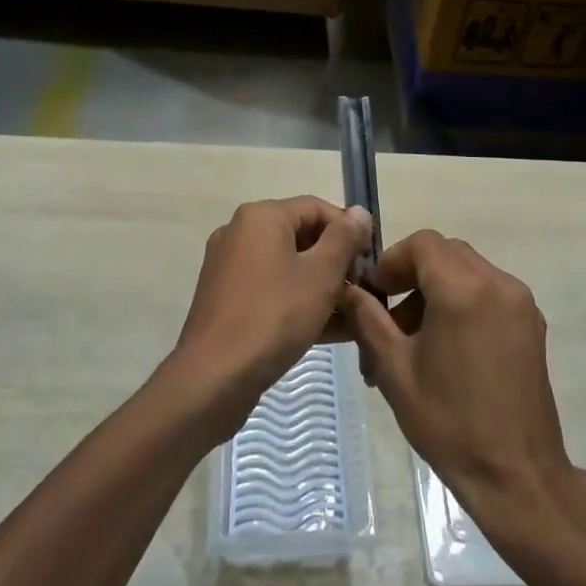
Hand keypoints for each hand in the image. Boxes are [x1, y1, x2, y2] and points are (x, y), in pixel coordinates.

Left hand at [172, 197, 372, 426]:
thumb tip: (360, 212)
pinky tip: (329, 330)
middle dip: (337, 262)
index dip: (350, 231)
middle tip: (363, 291)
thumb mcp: (321, 275)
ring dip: (322, 286)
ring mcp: (230, 267)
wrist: (214, 377)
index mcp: (261, 216)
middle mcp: (240, 233)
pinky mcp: (227, 300)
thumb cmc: (274, 316)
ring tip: (353, 315)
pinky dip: (298, 302)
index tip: (371, 263)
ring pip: (288, 267)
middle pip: (302, 236)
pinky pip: (272, 290)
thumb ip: (344, 239)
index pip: (317, 208)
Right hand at [339, 231, 580, 531]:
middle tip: (391, 316)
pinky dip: (464, 300)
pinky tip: (450, 346)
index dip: (392, 260)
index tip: (375, 293)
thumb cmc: (449, 423)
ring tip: (416, 339)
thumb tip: (346, 288)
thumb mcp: (395, 370)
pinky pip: (490, 290)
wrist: (517, 476)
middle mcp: (498, 283)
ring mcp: (520, 302)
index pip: (422, 244)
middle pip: (446, 252)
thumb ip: (367, 319)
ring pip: (469, 270)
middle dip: (413, 273)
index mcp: (463, 290)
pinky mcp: (532, 323)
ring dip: (438, 287)